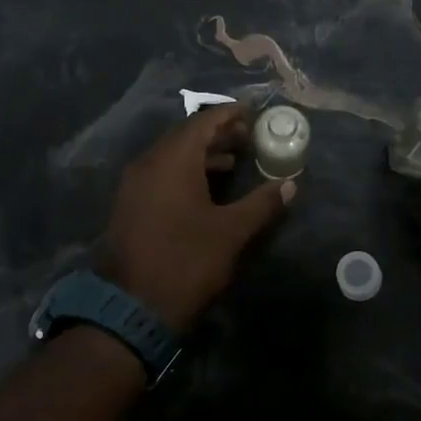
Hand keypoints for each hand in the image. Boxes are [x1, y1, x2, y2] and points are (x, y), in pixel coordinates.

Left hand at [99, 103, 293, 333]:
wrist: (132, 307)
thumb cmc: (187, 261)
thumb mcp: (231, 232)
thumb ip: (262, 203)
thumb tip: (290, 184)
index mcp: (173, 160)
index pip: (204, 122)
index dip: (230, 114)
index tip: (253, 112)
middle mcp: (149, 163)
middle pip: (186, 136)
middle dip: (218, 134)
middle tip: (249, 137)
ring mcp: (135, 184)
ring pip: (172, 155)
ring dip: (202, 154)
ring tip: (235, 161)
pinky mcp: (130, 205)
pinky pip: (161, 174)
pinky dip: (186, 171)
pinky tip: (207, 188)